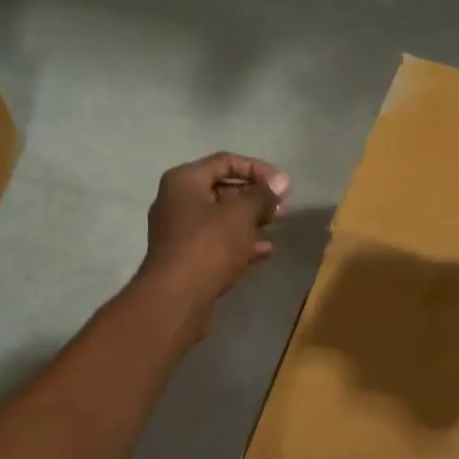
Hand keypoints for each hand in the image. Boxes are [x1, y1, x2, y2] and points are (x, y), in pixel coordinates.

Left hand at [137, 152, 289, 322]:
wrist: (176, 297)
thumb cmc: (208, 245)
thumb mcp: (241, 215)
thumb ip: (262, 196)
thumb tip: (282, 182)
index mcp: (184, 181)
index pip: (225, 161)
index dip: (257, 169)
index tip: (283, 185)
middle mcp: (177, 201)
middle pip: (222, 190)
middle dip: (255, 197)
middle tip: (282, 207)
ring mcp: (180, 232)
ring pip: (221, 219)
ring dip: (251, 220)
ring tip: (278, 225)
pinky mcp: (186, 258)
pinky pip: (217, 242)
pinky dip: (240, 243)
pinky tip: (265, 250)